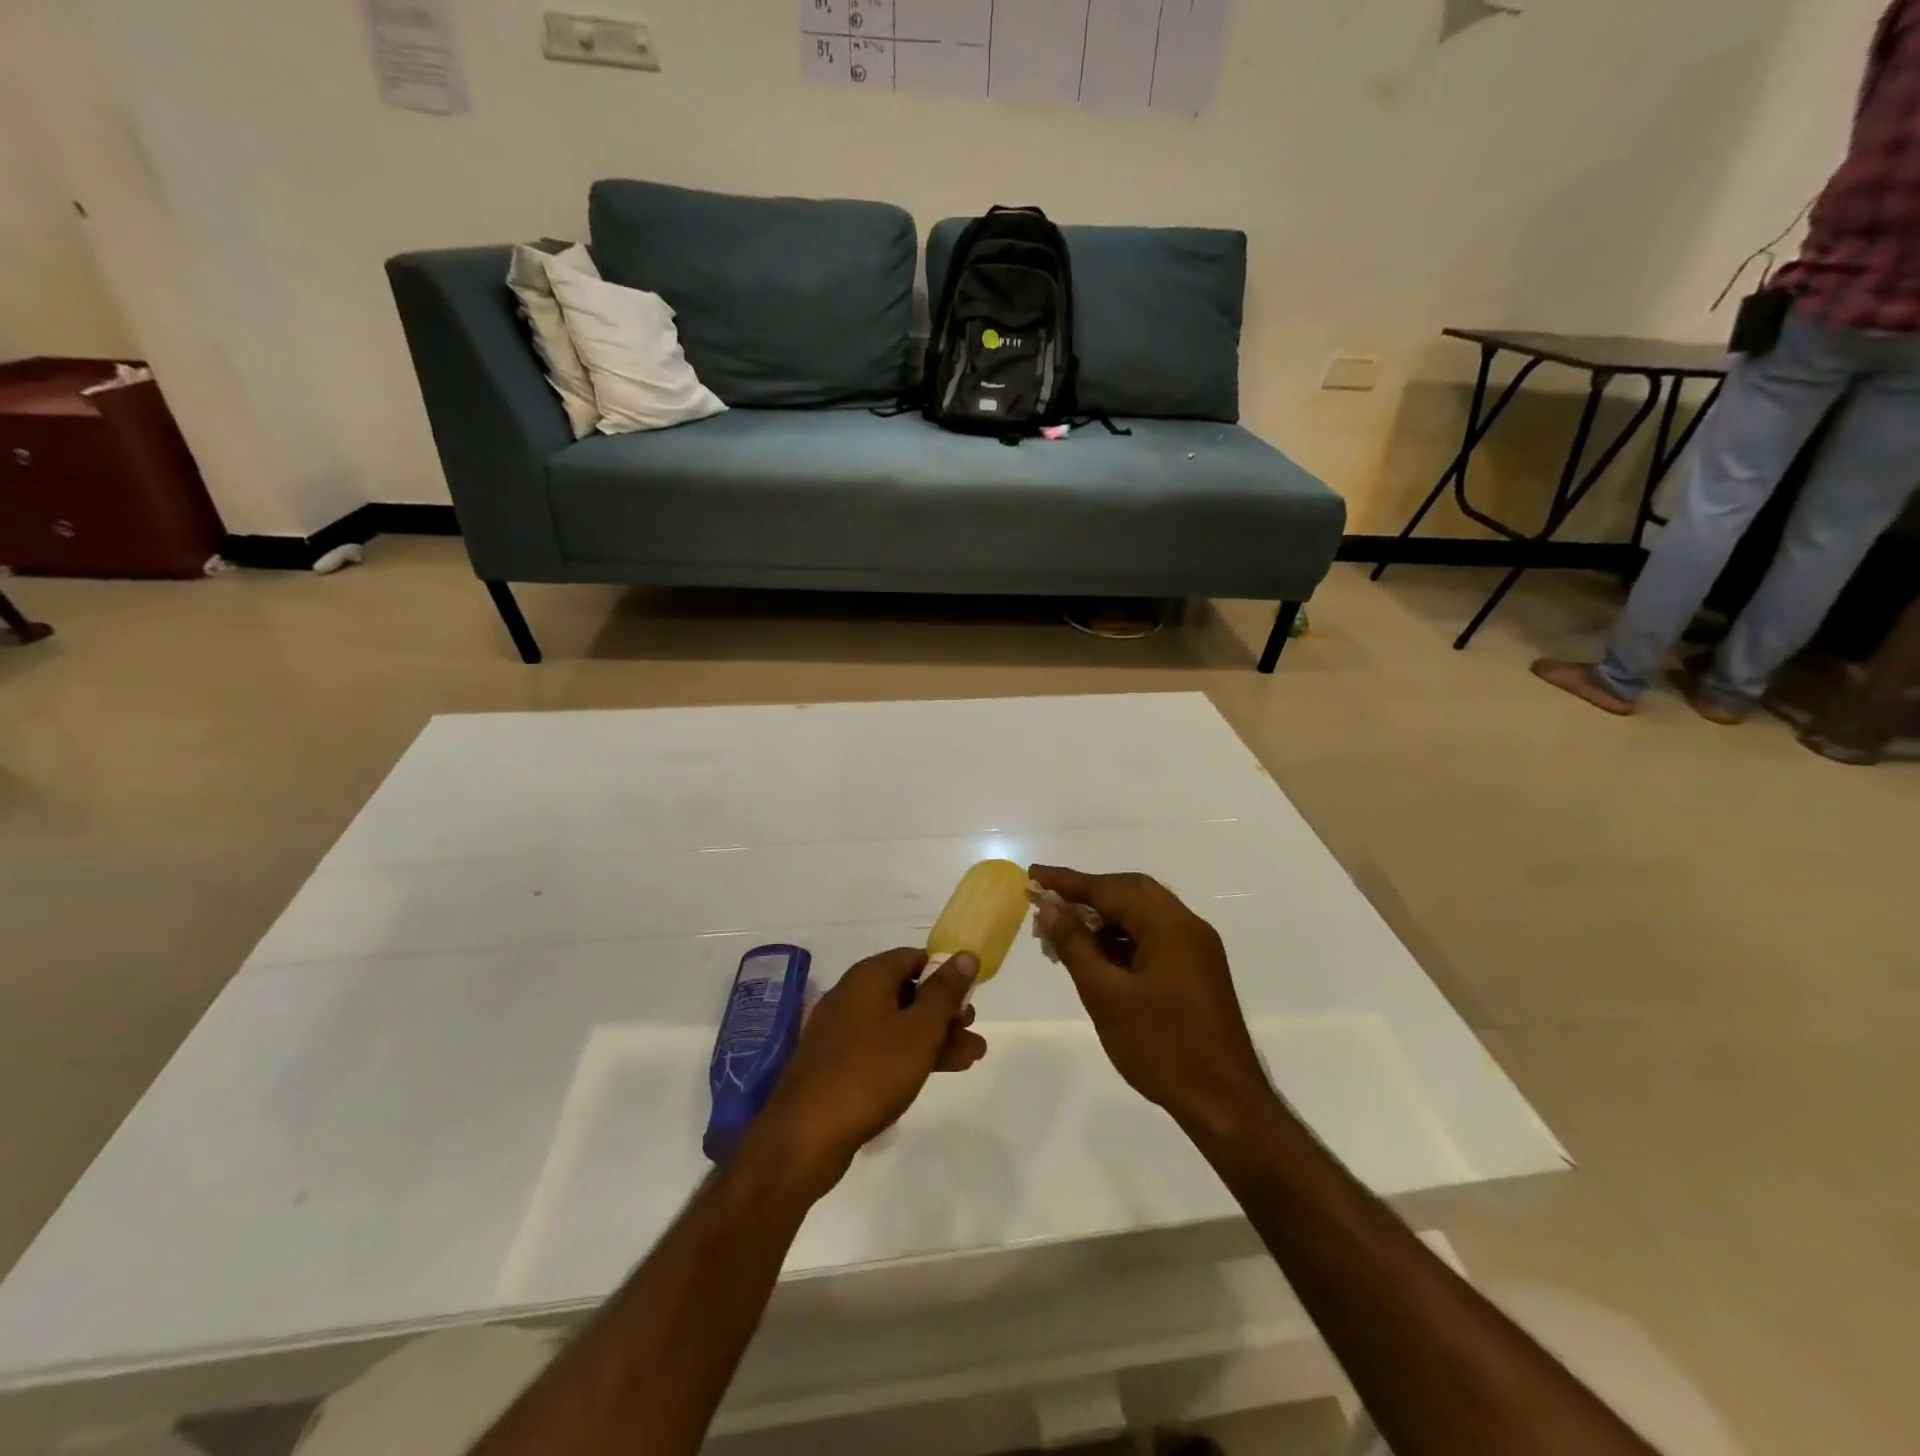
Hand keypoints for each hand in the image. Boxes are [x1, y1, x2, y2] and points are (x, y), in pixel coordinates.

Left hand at [755, 948, 986, 1191]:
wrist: (805, 1136)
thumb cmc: (871, 1072)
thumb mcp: (919, 1030)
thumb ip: (945, 992)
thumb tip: (965, 954)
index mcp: (868, 977)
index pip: (915, 957)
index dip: (945, 973)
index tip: (971, 995)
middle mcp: (852, 995)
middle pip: (907, 991)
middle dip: (944, 1011)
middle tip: (973, 1031)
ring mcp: (842, 1030)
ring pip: (898, 1023)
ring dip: (934, 1037)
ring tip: (971, 1058)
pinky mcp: (837, 1063)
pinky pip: (882, 1047)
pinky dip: (910, 1054)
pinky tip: (937, 1072)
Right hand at [1030, 866, 1271, 1140]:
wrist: (1225, 1103)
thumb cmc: (1161, 1047)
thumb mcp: (1106, 995)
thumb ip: (1075, 944)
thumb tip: (1049, 904)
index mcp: (1169, 925)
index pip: (1110, 888)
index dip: (1068, 882)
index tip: (1032, 875)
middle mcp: (1187, 926)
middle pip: (1130, 893)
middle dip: (1087, 893)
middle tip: (1048, 902)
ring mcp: (1196, 949)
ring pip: (1143, 915)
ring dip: (1104, 917)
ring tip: (1064, 933)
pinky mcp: (1198, 970)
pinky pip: (1154, 937)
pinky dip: (1122, 937)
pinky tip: (1097, 956)